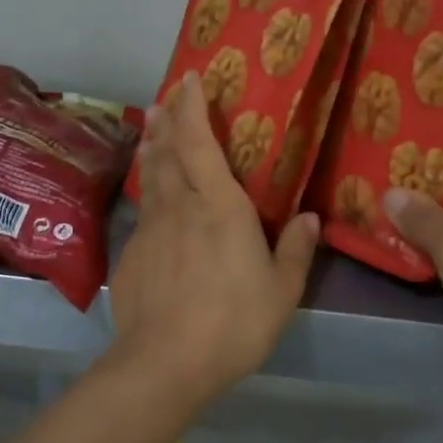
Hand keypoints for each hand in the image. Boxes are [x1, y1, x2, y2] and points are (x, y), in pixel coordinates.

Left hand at [110, 74, 317, 403]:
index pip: (198, 142)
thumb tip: (311, 218)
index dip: (192, 107)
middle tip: (166, 98)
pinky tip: (151, 199)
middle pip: (167, 152)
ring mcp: (150, 230)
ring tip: (151, 128)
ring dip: (152, 148)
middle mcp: (180, 207)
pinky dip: (147, 192)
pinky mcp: (131, 255)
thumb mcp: (281, 291)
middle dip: (167, 120)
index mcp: (218, 206)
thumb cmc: (233, 322)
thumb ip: (295, 250)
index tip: (190, 78)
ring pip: (150, 177)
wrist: (164, 363)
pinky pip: (142, 211)